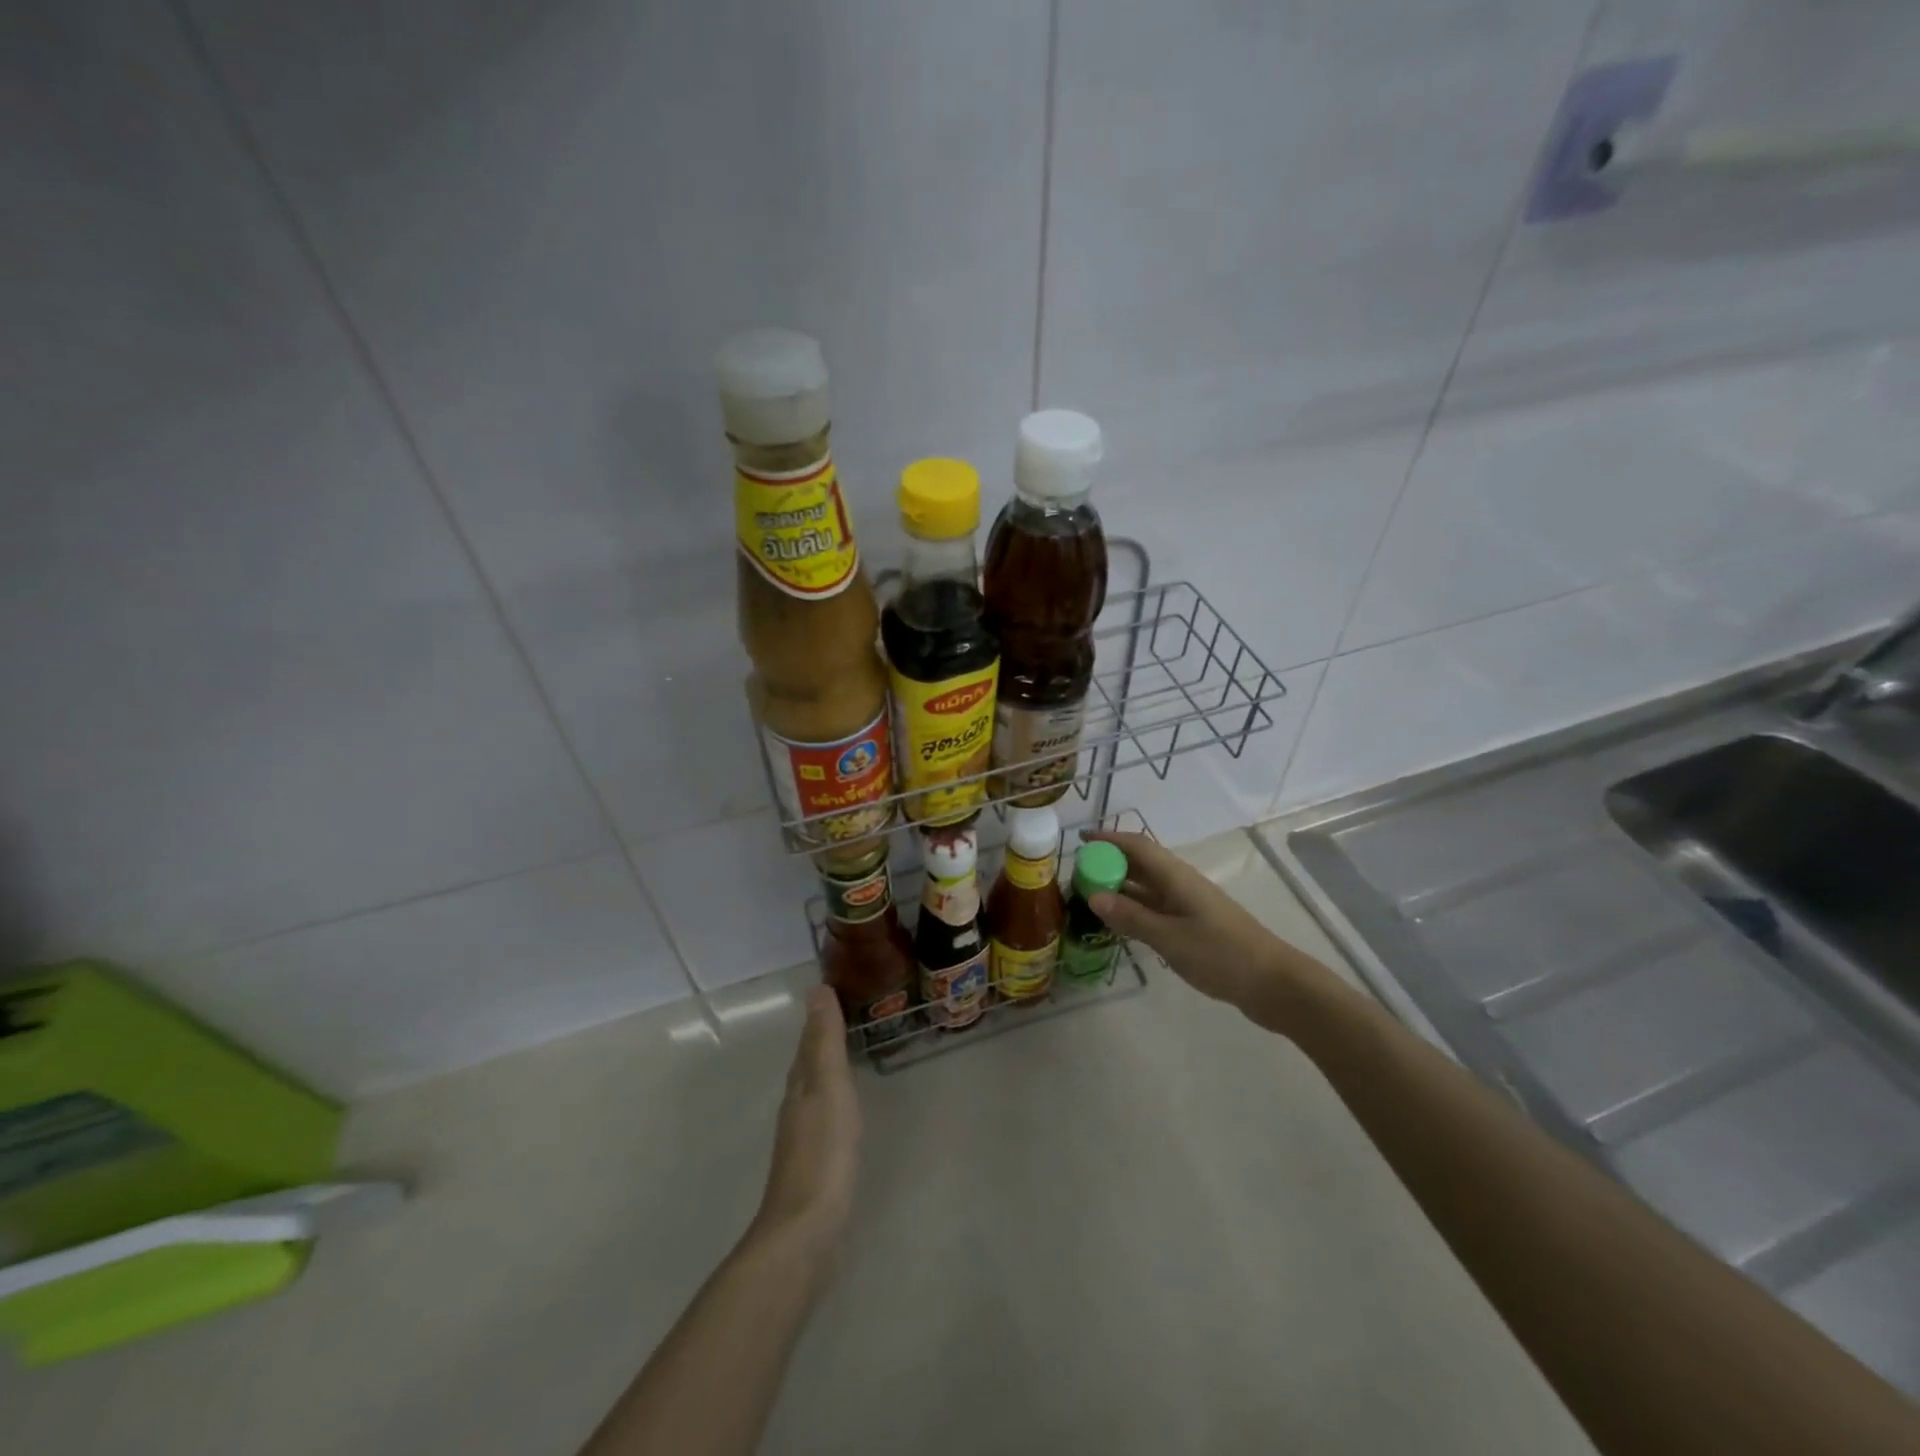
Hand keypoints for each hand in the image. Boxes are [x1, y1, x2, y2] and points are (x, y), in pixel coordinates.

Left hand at [753, 985, 861, 1256]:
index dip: (821, 1014)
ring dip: (827, 1066)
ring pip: (814, 1087)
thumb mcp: (829, 1086)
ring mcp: (803, 1135)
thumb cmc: (823, 1151)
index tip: (837, 987)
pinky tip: (844, 1105)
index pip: (809, 1039)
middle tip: (850, 1011)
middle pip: (809, 1061)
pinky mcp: (815, 1161)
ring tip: (849, 1050)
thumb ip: (824, 1040)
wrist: (806, 1230)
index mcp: (800, 1083)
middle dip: (823, 1037)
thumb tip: (816, 989)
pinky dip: (834, 1096)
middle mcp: (796, 1103)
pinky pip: (824, 1112)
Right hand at [1084, 830, 1339, 1025]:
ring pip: (1147, 887)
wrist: (1273, 983)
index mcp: (1176, 877)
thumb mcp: (1169, 938)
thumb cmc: (1221, 955)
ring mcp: (1188, 905)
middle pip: (1141, 863)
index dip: (1108, 839)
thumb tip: (1093, 896)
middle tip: (1077, 875)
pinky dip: (1134, 908)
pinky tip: (1120, 923)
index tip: (1080, 841)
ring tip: (1089, 897)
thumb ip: (1131, 917)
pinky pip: (1156, 907)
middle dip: (1109, 862)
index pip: (1137, 845)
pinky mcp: (1194, 925)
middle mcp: (1181, 884)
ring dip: (1120, 887)